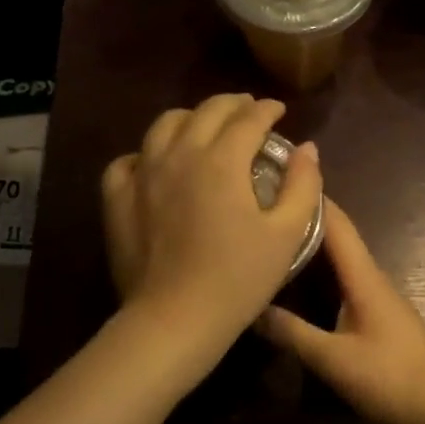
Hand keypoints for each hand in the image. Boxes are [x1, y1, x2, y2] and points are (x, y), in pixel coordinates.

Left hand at [101, 94, 321, 363]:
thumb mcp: (287, 234)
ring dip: (190, 118)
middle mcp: (179, 154)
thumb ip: (302, 185)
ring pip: (164, 125)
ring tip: (204, 128)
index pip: (249, 118)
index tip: (278, 110)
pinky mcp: (118, 198)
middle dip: (232, 105)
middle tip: (248, 111)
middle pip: (206, 111)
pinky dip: (147, 153)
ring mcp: (143, 174)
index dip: (267, 110)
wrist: (176, 318)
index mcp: (222, 160)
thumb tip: (306, 148)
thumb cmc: (239, 279)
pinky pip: (129, 161)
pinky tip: (156, 164)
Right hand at [257, 200, 424, 423]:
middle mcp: (372, 278)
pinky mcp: (378, 315)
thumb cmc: (390, 378)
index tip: (278, 176)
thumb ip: (292, 333)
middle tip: (264, 209)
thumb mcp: (333, 359)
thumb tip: (251, 308)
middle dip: (304, 218)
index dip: (311, 197)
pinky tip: (299, 282)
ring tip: (273, 239)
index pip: (337, 223)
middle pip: (338, 236)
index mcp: (364, 277)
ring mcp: (378, 296)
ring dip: (312, 244)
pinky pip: (345, 280)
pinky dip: (321, 271)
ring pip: (341, 259)